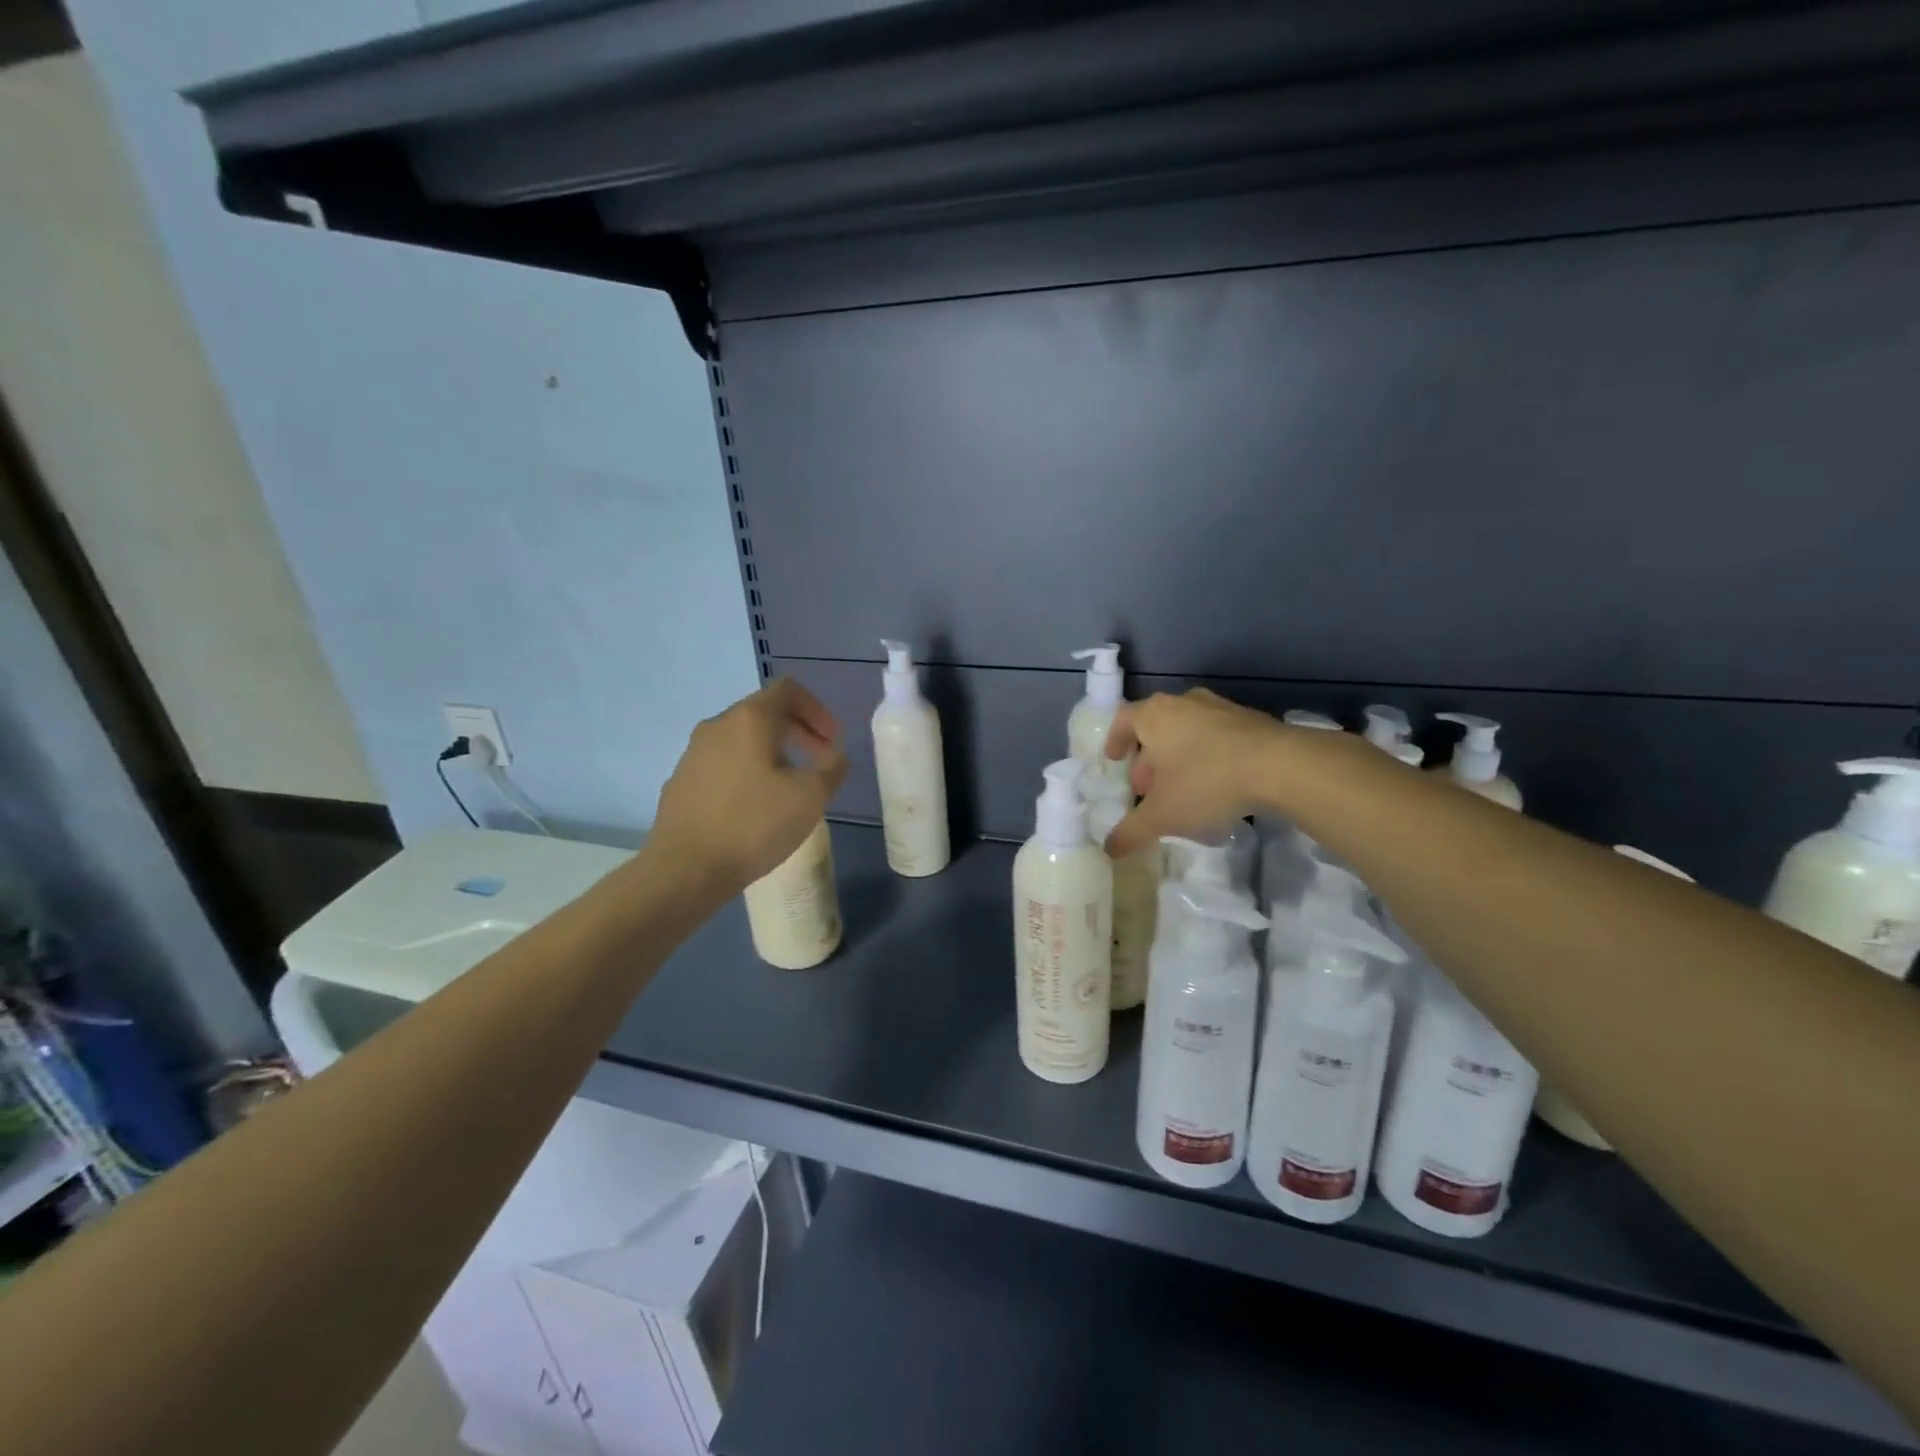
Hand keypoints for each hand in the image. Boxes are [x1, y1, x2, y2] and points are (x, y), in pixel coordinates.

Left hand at [649, 679, 849, 892]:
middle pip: (765, 712)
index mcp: (750, 719)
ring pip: (743, 738)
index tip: (833, 741)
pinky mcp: (682, 780)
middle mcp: (718, 725)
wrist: (684, 868)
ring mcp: (694, 752)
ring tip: (791, 786)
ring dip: (774, 752)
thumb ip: (832, 768)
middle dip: (799, 732)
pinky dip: (749, 770)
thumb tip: (835, 757)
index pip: (788, 690)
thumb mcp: (810, 797)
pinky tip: (756, 806)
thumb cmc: (753, 825)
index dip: (818, 710)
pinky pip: (724, 762)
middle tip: (821, 761)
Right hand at [1103, 689, 1283, 856]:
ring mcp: (1221, 707)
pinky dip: (1209, 756)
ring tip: (1183, 790)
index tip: (1114, 761)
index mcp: (1155, 715)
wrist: (1281, 766)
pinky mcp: (1252, 720)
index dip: (1115, 740)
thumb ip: (1132, 831)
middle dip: (1148, 758)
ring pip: (1188, 731)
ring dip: (1180, 757)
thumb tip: (1110, 848)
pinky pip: (1218, 737)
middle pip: (1157, 727)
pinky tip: (1218, 786)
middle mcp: (1184, 702)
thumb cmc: (1206, 781)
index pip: (1123, 719)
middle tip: (1148, 788)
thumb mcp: (1162, 815)